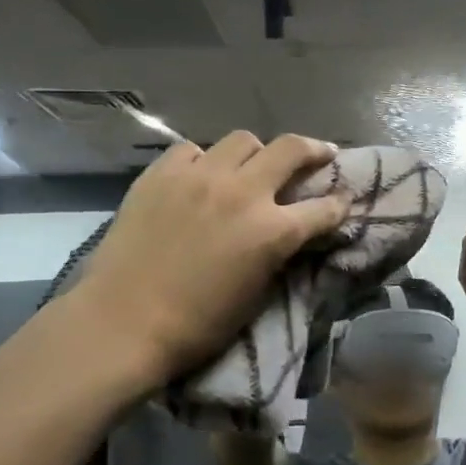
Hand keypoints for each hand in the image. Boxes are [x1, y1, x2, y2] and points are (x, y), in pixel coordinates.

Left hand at [62, 132, 348, 386]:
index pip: (324, 207)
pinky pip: (193, 150)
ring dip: (257, 153)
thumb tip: (289, 233)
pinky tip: (200, 177)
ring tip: (252, 167)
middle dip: (313, 150)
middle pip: (291, 148)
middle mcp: (243, 193)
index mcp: (273, 231)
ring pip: (243, 139)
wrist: (124, 324)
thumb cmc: (199, 324)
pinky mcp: (161, 174)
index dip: (338, 204)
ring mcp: (199, 177)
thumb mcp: (258, 292)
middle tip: (319, 155)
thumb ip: (279, 252)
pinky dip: (205, 160)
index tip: (342, 201)